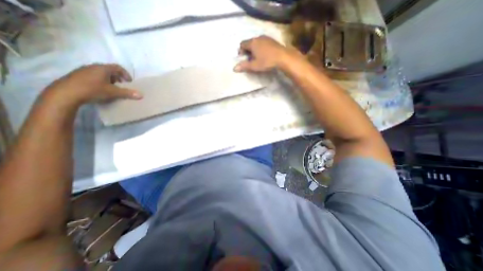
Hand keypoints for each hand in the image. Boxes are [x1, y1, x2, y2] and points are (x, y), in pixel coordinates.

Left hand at [44, 63, 141, 106]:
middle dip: (118, 78)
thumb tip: (141, 95)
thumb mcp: (113, 92)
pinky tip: (100, 89)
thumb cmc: (93, 89)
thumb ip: (127, 93)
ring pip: (101, 73)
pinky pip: (93, 76)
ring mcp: (83, 70)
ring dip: (109, 80)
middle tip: (122, 86)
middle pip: (109, 70)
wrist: (65, 93)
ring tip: (111, 88)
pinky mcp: (77, 76)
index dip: (126, 74)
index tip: (129, 82)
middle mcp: (93, 66)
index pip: (118, 67)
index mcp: (103, 68)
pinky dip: (100, 81)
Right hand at [234, 34, 297, 71]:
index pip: (242, 44)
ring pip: (256, 42)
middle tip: (250, 60)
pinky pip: (263, 43)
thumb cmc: (266, 61)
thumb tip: (234, 68)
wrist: (283, 57)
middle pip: (249, 43)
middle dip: (248, 51)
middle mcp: (258, 37)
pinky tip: (265, 55)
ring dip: (254, 49)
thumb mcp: (254, 66)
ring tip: (257, 58)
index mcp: (252, 42)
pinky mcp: (272, 40)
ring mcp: (266, 37)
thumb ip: (244, 66)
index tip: (243, 59)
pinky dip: (261, 48)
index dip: (241, 51)